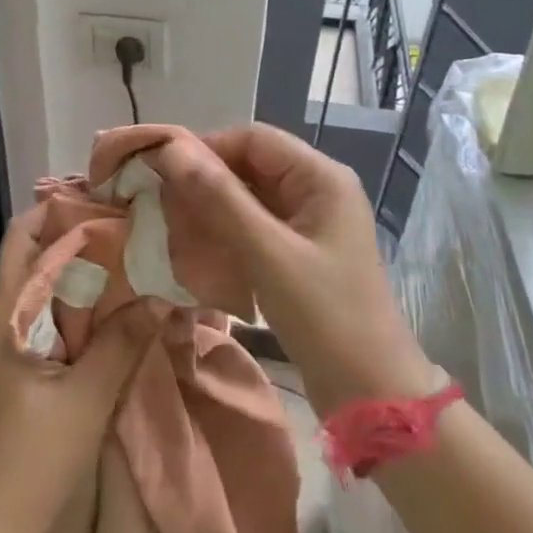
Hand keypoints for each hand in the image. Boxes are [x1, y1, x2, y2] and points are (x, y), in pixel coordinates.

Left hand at [0, 209, 159, 532]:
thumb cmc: (31, 460)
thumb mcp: (85, 399)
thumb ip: (121, 343)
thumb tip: (160, 293)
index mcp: (7, 313)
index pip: (25, 236)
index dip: (61, 209)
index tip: (107, 197)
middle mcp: (4, 315)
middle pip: (36, 252)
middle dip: (76, 231)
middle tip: (128, 220)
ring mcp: (12, 338)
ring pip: (46, 282)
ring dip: (82, 265)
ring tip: (131, 250)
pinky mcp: (25, 361)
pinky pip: (54, 312)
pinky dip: (82, 298)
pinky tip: (119, 301)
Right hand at [148, 124, 439, 415]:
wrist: (371, 393)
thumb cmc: (325, 316)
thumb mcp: (269, 254)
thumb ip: (220, 198)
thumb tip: (171, 149)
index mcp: (321, 177)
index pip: (254, 139)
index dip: (207, 148)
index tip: (162, 172)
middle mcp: (317, 190)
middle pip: (251, 164)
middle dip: (206, 179)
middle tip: (162, 201)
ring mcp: (310, 223)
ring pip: (250, 195)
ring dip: (212, 206)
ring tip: (173, 223)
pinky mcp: (300, 252)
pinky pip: (255, 224)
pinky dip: (226, 230)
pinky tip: (198, 247)